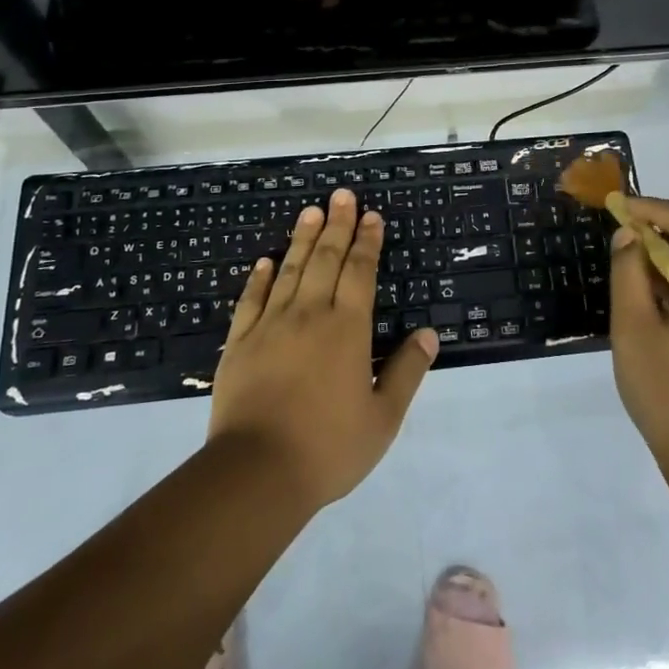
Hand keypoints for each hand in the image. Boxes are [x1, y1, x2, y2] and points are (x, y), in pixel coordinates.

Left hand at [209, 189, 438, 511]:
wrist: (256, 473)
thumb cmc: (328, 448)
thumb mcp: (383, 418)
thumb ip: (406, 372)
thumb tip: (428, 334)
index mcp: (347, 330)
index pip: (360, 273)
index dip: (367, 242)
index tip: (371, 216)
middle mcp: (310, 315)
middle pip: (326, 260)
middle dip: (337, 225)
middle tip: (342, 195)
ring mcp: (270, 326)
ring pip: (290, 271)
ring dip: (302, 238)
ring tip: (310, 210)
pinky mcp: (239, 343)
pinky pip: (251, 300)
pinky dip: (260, 278)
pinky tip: (265, 261)